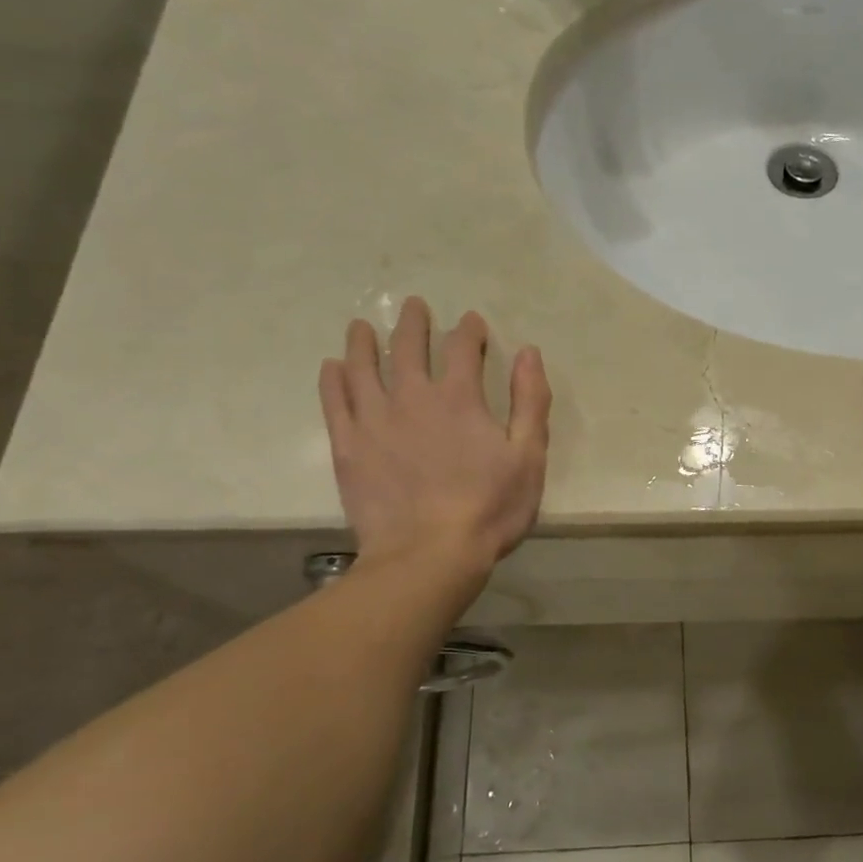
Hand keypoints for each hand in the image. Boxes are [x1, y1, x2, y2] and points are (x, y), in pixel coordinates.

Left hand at [318, 298, 550, 574]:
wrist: (428, 556)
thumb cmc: (489, 508)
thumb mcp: (529, 457)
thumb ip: (531, 402)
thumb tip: (529, 353)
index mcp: (459, 398)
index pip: (462, 347)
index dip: (468, 330)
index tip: (471, 321)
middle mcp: (412, 397)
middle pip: (409, 347)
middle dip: (414, 323)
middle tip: (413, 306)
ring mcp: (374, 420)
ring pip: (363, 367)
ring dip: (364, 342)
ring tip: (362, 326)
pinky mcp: (348, 447)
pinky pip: (335, 402)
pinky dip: (333, 380)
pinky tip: (332, 367)